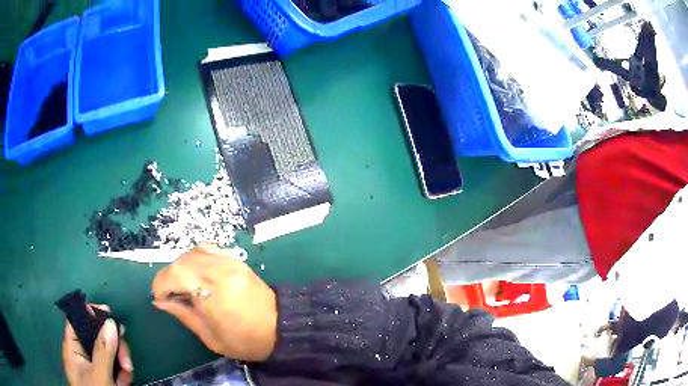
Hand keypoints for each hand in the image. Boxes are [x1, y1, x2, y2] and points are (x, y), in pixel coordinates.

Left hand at [62, 305, 133, 385]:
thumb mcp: (99, 375)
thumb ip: (103, 350)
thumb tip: (110, 321)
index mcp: (73, 349)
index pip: (76, 320)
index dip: (89, 312)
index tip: (108, 312)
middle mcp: (83, 355)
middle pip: (97, 337)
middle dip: (114, 346)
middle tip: (126, 361)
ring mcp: (95, 367)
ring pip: (110, 353)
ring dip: (121, 362)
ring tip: (127, 375)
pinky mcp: (107, 377)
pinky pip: (115, 368)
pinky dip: (123, 374)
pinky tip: (125, 383)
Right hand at [152, 243, 277, 361]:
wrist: (280, 328)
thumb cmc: (245, 341)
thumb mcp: (210, 337)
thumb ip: (183, 315)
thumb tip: (160, 302)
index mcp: (213, 293)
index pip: (176, 275)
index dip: (161, 284)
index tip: (159, 298)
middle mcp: (220, 271)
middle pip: (182, 262)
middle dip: (168, 277)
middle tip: (169, 294)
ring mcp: (229, 262)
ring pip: (193, 253)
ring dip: (181, 267)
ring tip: (182, 285)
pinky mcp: (236, 259)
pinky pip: (208, 250)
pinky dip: (195, 258)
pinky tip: (196, 273)